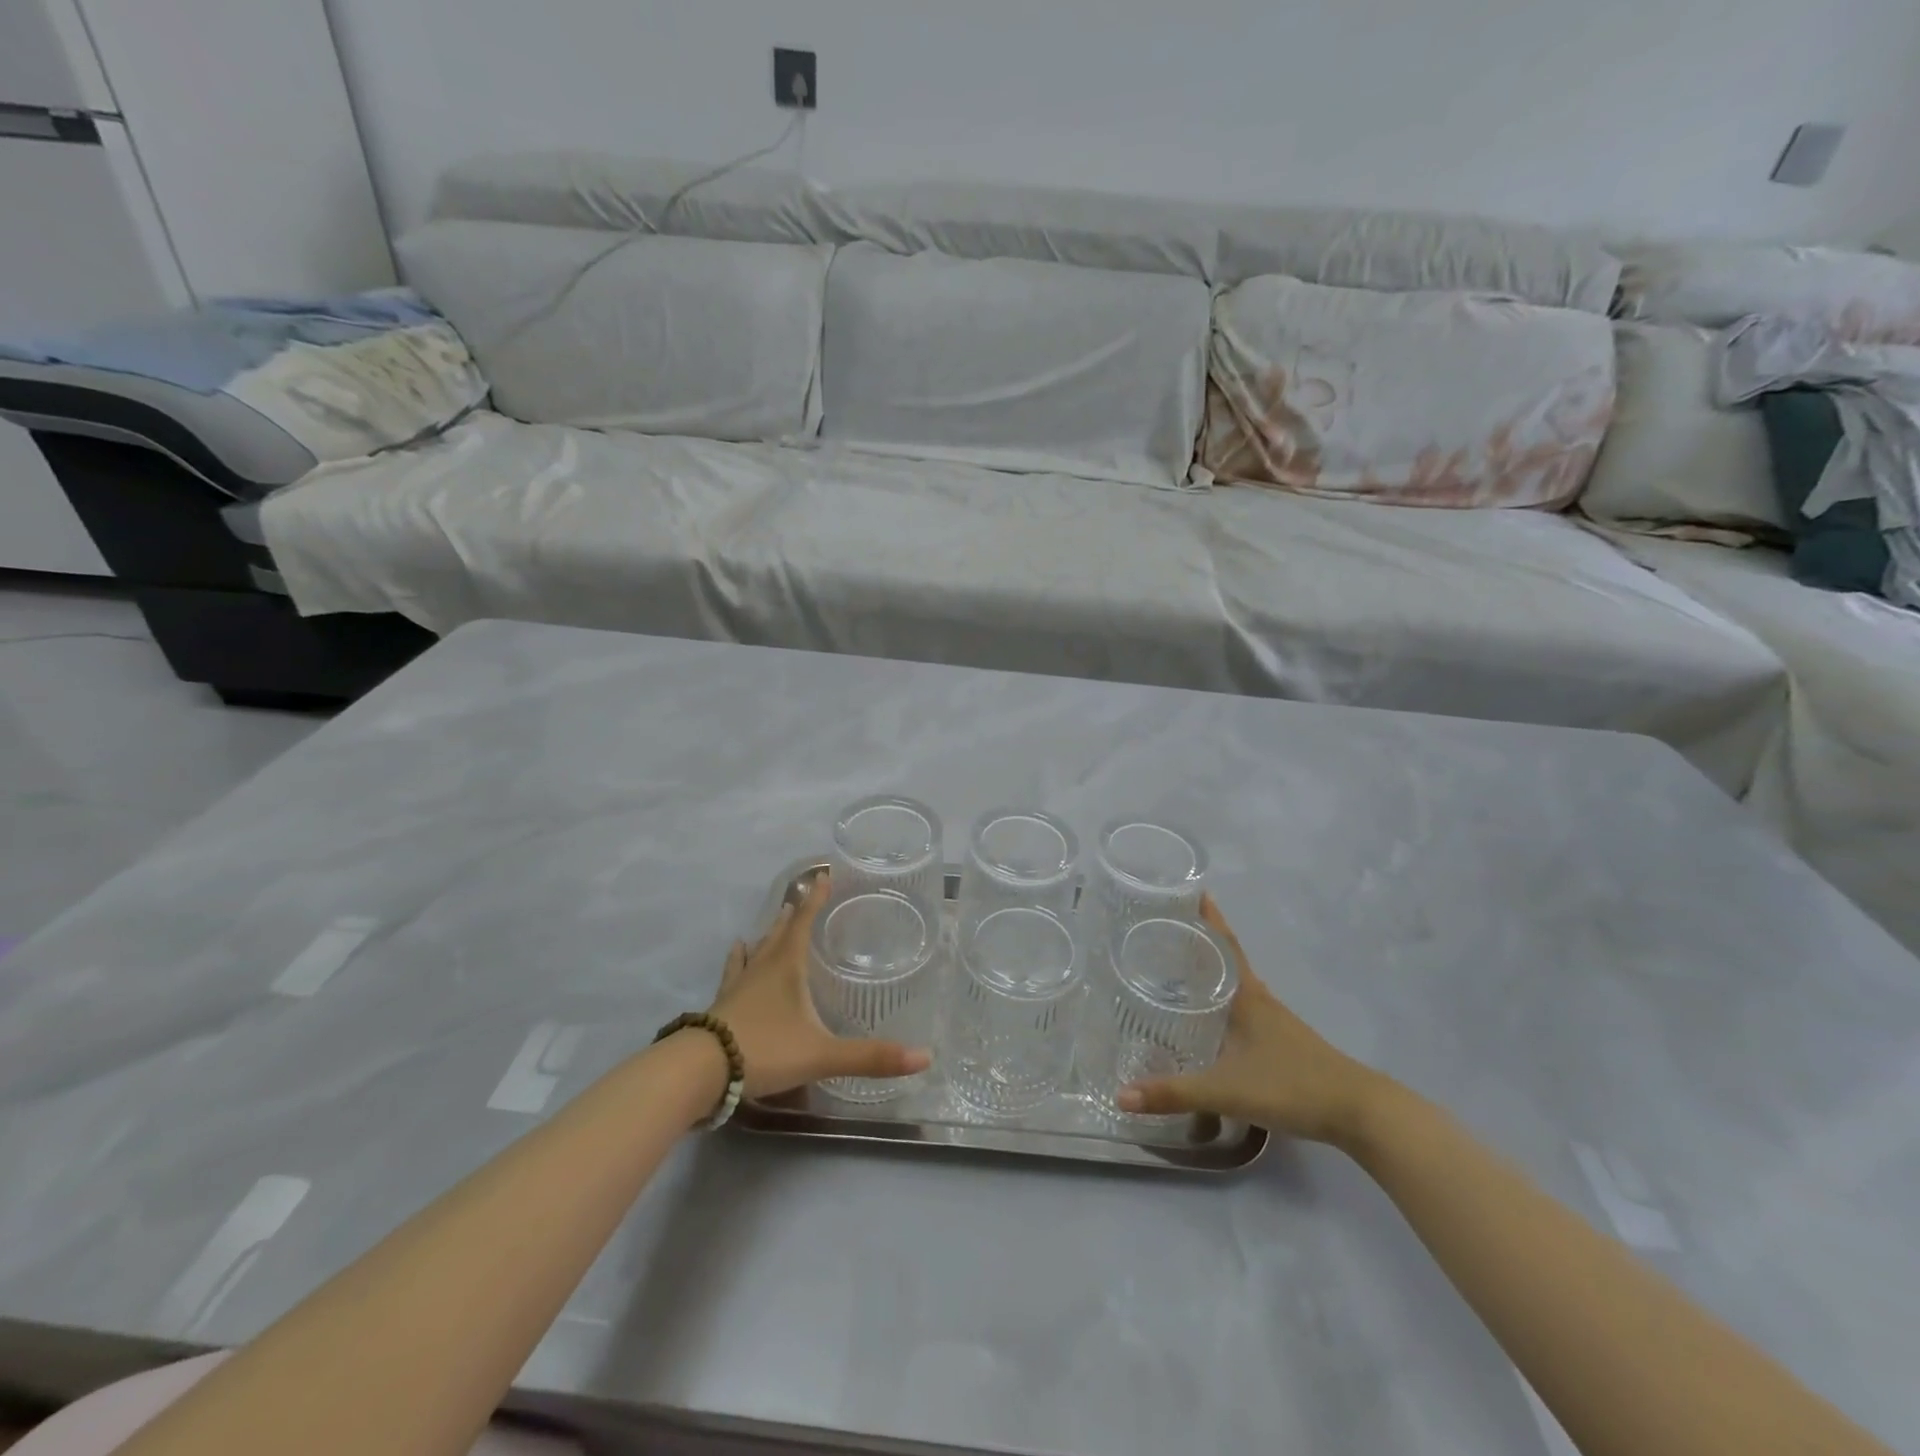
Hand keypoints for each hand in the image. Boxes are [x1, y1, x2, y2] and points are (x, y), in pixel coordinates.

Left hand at [710, 871, 931, 1099]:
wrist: (700, 1071)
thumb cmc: (765, 1049)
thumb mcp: (822, 1054)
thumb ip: (870, 1057)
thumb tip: (925, 1057)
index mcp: (787, 966)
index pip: (803, 922)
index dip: (816, 899)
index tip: (824, 874)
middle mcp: (762, 967)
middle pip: (779, 932)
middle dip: (794, 913)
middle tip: (803, 896)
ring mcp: (738, 986)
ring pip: (756, 950)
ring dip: (769, 934)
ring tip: (774, 920)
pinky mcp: (722, 1005)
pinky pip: (734, 973)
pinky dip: (739, 960)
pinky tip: (737, 951)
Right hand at [1118, 895, 1386, 1145]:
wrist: (1359, 1112)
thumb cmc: (1292, 1086)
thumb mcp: (1227, 1090)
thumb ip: (1174, 1093)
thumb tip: (1120, 1095)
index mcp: (1247, 997)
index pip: (1223, 944)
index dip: (1208, 917)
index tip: (1189, 889)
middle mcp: (1260, 1001)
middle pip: (1227, 960)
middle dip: (1200, 942)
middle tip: (1166, 928)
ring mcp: (1275, 1022)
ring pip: (1237, 986)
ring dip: (1213, 973)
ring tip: (1180, 969)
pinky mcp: (1284, 1044)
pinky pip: (1245, 1010)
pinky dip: (1225, 1003)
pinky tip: (1213, 1021)